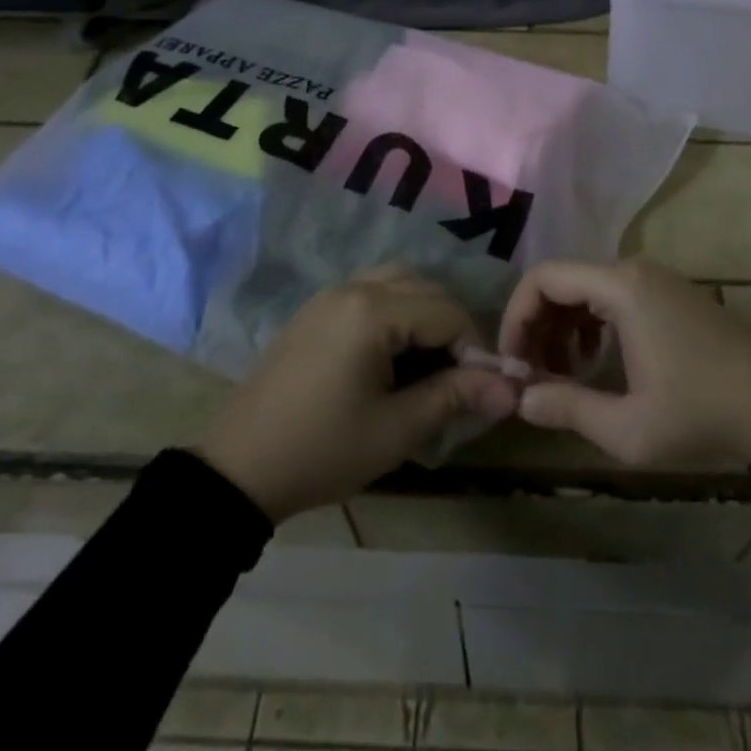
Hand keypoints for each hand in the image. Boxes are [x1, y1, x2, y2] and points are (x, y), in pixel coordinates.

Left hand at [199, 267, 517, 521]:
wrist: (239, 467)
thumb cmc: (323, 450)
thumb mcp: (397, 430)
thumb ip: (455, 397)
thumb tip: (511, 388)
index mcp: (372, 312)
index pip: (447, 311)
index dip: (472, 347)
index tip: (476, 389)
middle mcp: (352, 287)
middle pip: (424, 287)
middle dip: (449, 327)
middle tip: (452, 376)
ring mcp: (329, 295)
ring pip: (397, 282)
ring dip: (421, 313)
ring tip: (424, 363)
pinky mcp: (315, 309)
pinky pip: (369, 291)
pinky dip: (393, 312)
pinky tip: (390, 355)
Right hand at [499, 259, 750, 473]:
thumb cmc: (701, 413)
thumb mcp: (627, 428)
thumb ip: (567, 409)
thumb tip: (520, 401)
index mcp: (621, 288)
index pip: (544, 278)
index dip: (516, 317)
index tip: (512, 364)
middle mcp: (633, 271)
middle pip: (562, 282)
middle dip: (536, 326)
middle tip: (530, 375)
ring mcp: (655, 280)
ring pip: (586, 290)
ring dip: (562, 328)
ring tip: (559, 375)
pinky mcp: (669, 294)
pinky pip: (611, 297)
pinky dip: (590, 324)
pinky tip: (593, 362)